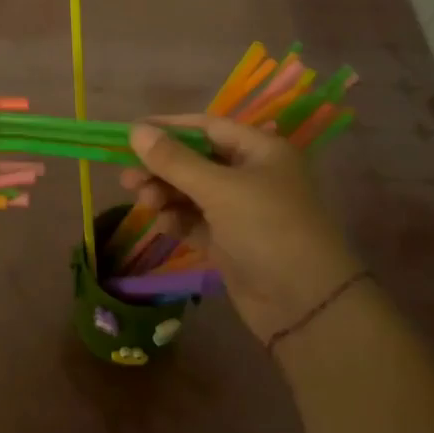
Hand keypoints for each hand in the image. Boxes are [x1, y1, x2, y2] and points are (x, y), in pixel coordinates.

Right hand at [121, 114, 360, 342]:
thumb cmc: (267, 229)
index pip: (206, 127)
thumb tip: (136, 129)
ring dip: (166, 194)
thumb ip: (174, 160)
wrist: (305, 305)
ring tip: (144, 202)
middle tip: (127, 178)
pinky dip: (177, 219)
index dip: (168, 128)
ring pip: (192, 192)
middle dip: (161, 167)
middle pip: (196, 161)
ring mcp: (241, 211)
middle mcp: (251, 175)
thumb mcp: (219, 189)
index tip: (131, 133)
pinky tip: (162, 224)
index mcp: (260, 150)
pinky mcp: (231, 242)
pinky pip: (196, 221)